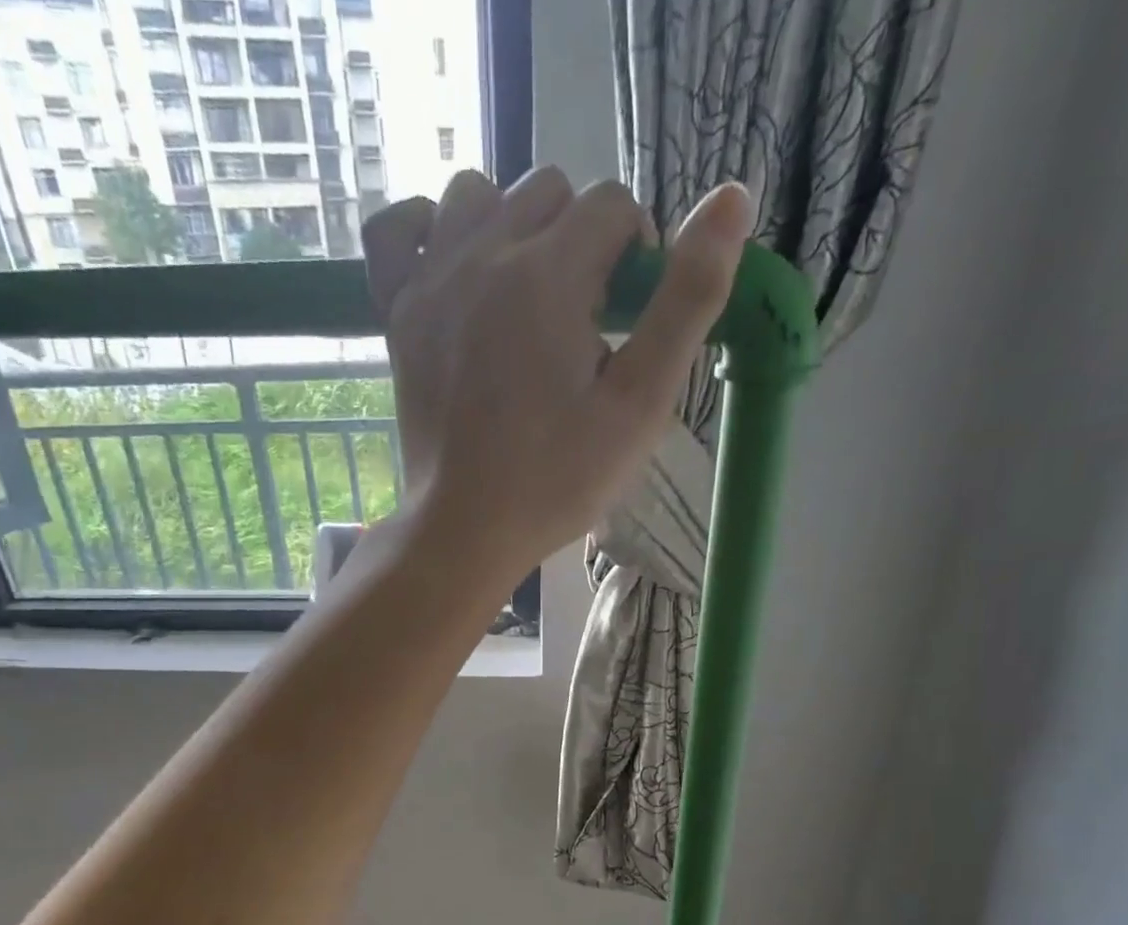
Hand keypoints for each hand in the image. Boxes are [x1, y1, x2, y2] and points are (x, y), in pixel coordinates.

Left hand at [362, 168, 751, 580]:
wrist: (466, 529)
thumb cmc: (557, 479)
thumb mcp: (640, 403)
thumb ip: (687, 301)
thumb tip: (732, 200)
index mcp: (549, 273)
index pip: (611, 204)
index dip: (635, 251)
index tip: (629, 315)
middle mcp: (484, 254)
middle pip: (548, 192)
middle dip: (579, 239)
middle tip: (582, 318)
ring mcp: (430, 281)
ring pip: (476, 195)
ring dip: (512, 226)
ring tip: (526, 295)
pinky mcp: (397, 314)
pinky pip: (395, 231)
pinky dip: (426, 229)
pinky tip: (454, 263)